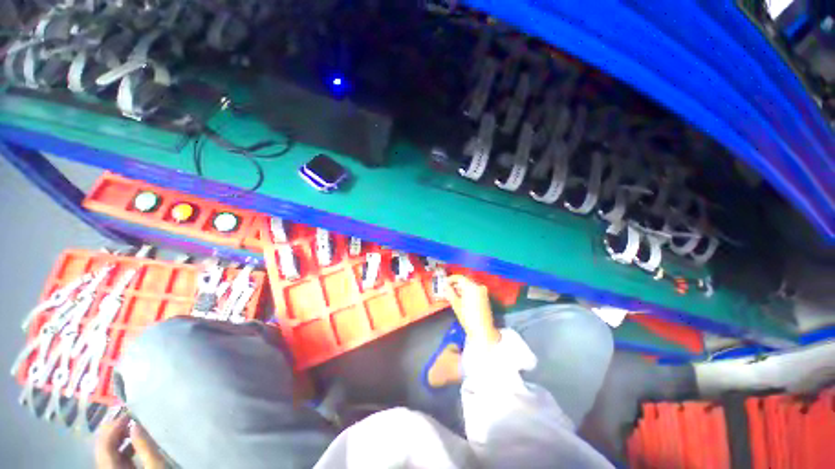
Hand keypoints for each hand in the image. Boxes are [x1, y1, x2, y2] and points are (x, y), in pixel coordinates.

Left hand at [95, 413, 164, 468]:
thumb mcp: (155, 467)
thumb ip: (145, 447)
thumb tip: (136, 424)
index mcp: (110, 468)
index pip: (104, 443)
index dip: (114, 426)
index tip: (129, 412)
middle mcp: (104, 468)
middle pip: (102, 447)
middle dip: (115, 430)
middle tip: (131, 416)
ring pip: (107, 452)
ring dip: (118, 437)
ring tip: (134, 427)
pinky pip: (113, 457)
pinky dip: (121, 446)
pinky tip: (134, 442)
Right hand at [444, 275, 499, 345]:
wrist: (483, 330)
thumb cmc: (468, 318)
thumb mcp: (456, 304)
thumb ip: (449, 293)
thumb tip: (445, 286)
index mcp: (472, 287)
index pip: (459, 278)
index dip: (450, 279)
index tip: (444, 283)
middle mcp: (479, 287)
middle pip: (465, 281)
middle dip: (455, 285)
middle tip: (447, 289)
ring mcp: (483, 292)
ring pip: (469, 286)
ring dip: (460, 289)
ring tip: (452, 295)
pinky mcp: (484, 297)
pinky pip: (473, 291)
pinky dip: (466, 293)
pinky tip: (460, 299)